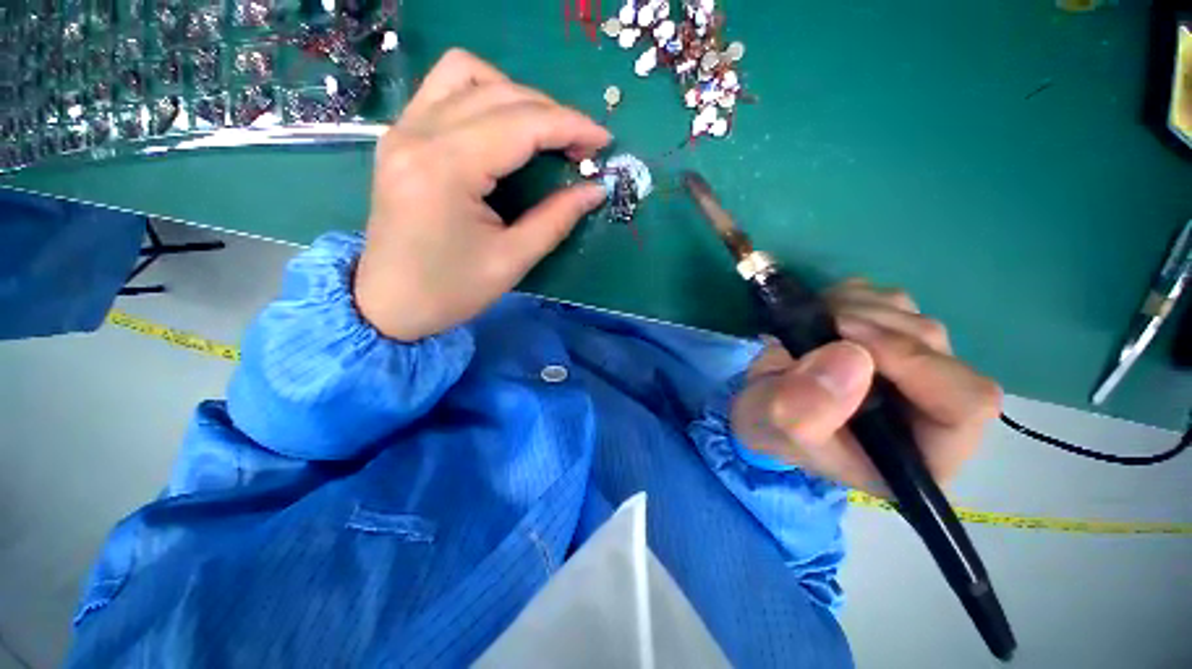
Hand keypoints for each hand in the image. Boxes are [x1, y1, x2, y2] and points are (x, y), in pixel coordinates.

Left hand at [354, 49, 610, 340]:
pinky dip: (483, 96)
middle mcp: (419, 134)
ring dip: (515, 95)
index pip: (521, 124)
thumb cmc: (451, 291)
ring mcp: (403, 130)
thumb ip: (556, 219)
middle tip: (582, 146)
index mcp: (447, 169)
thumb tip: (595, 189)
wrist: (388, 303)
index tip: (604, 141)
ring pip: (466, 74)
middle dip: (552, 113)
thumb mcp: (512, 260)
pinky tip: (503, 128)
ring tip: (543, 132)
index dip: (571, 126)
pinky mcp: (400, 137)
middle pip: (498, 94)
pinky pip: (444, 89)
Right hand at [730, 279, 1001, 494]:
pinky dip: (851, 298)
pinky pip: (890, 301)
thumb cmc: (773, 427)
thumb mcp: (778, 427)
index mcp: (920, 451)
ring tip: (812, 327)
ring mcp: (916, 367)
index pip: (965, 403)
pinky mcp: (893, 337)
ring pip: (914, 318)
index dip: (915, 363)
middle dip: (872, 329)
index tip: (847, 340)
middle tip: (819, 326)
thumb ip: (806, 407)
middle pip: (937, 348)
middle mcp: (932, 408)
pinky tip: (822, 316)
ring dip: (857, 310)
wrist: (760, 402)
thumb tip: (852, 356)